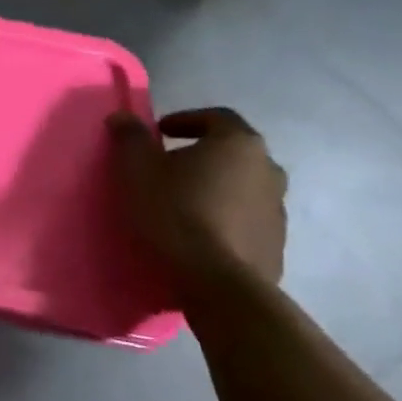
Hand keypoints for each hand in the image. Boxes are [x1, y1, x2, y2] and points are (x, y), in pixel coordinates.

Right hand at [108, 106, 287, 294]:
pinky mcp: (275, 245)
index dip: (186, 120)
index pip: (217, 117)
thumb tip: (124, 116)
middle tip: (166, 167)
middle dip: (200, 155)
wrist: (218, 283)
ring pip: (240, 187)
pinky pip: (245, 220)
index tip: (158, 133)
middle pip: (232, 153)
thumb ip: (130, 136)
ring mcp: (277, 211)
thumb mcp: (137, 168)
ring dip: (213, 188)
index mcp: (239, 145)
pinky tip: (196, 234)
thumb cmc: (175, 211)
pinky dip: (223, 218)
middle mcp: (268, 171)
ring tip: (179, 203)